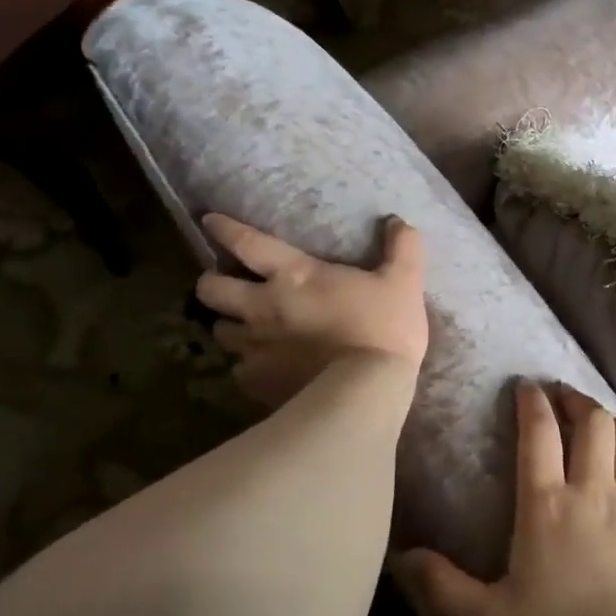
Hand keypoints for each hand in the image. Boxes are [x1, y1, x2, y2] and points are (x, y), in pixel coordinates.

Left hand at [197, 213, 427, 407]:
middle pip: (211, 289)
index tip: (210, 222)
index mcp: (294, 275)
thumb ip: (402, 248)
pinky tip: (263, 369)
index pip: (247, 243)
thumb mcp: (404, 282)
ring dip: (228, 325)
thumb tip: (398, 222)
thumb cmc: (384, 329)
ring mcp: (256, 348)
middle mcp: (263, 307)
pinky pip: (239, 371)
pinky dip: (247, 366)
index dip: (225, 229)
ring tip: (242, 328)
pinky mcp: (258, 383)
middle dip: (211, 283)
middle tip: (222, 284)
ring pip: (220, 331)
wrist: (368, 392)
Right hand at [402, 382, 615, 615]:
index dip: (532, 402)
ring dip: (611, 423)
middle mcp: (593, 490)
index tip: (527, 386)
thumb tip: (402, 557)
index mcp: (547, 505)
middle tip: (563, 397)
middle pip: (592, 422)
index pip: (539, 433)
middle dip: (576, 400)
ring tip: (598, 423)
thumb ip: (444, 587)